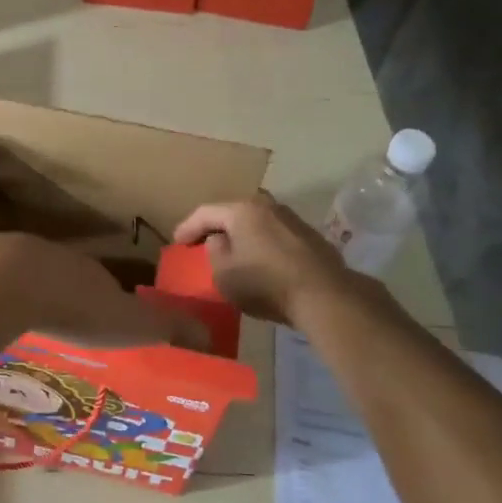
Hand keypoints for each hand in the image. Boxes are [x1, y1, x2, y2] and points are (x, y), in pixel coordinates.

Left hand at [0, 234, 207, 348]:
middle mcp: (51, 255)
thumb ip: (165, 327)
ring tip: (22, 324)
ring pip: (21, 276)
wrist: (3, 285)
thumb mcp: (128, 321)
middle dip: (62, 296)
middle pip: (61, 276)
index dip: (105, 301)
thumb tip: (209, 335)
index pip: (103, 283)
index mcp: (88, 269)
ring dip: (24, 295)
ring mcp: (10, 255)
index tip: (102, 323)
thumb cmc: (72, 306)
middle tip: (61, 325)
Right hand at [175, 192, 385, 325]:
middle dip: (216, 226)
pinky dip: (261, 242)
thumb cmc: (266, 283)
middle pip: (233, 212)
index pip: (205, 212)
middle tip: (201, 241)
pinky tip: (259, 258)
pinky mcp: (309, 236)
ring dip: (241, 234)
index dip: (187, 227)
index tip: (176, 242)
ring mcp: (292, 218)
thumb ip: (213, 251)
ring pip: (256, 221)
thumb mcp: (224, 274)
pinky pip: (274, 233)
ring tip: (231, 250)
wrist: (324, 296)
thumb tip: (219, 239)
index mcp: (242, 210)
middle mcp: (267, 205)